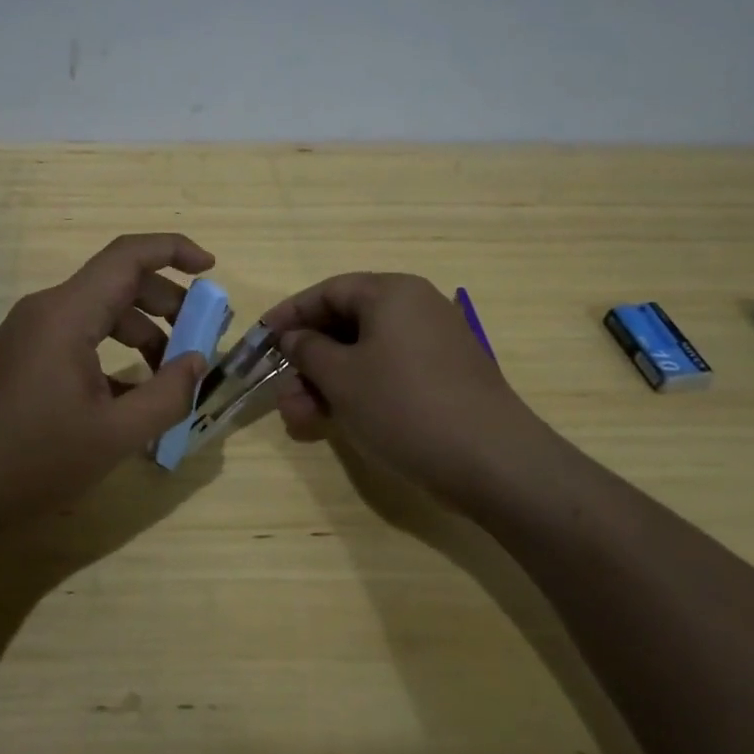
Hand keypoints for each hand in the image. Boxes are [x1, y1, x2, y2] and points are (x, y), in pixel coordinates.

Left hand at [0, 234, 213, 531]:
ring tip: (171, 374)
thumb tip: (198, 362)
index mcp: (67, 313)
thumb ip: (167, 395)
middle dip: (167, 304)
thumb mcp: (114, 435)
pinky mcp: (20, 359)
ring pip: (99, 313)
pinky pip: (77, 339)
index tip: (212, 268)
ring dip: (142, 334)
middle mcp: (46, 310)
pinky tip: (130, 396)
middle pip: (118, 284)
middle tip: (201, 337)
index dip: (174, 250)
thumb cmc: (31, 461)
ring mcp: (29, 334)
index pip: (128, 256)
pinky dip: (112, 355)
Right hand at [265, 272, 567, 511]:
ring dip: (327, 384)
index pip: (328, 291)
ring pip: (364, 355)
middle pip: (345, 324)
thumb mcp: (342, 377)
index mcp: (392, 293)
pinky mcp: (444, 378)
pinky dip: (358, 393)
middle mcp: (415, 308)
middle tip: (282, 393)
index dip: (290, 314)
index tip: (261, 339)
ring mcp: (433, 344)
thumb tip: (294, 336)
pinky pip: (388, 373)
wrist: (492, 461)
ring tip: (300, 420)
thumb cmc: (404, 406)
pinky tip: (334, 423)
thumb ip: (307, 350)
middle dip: (307, 361)